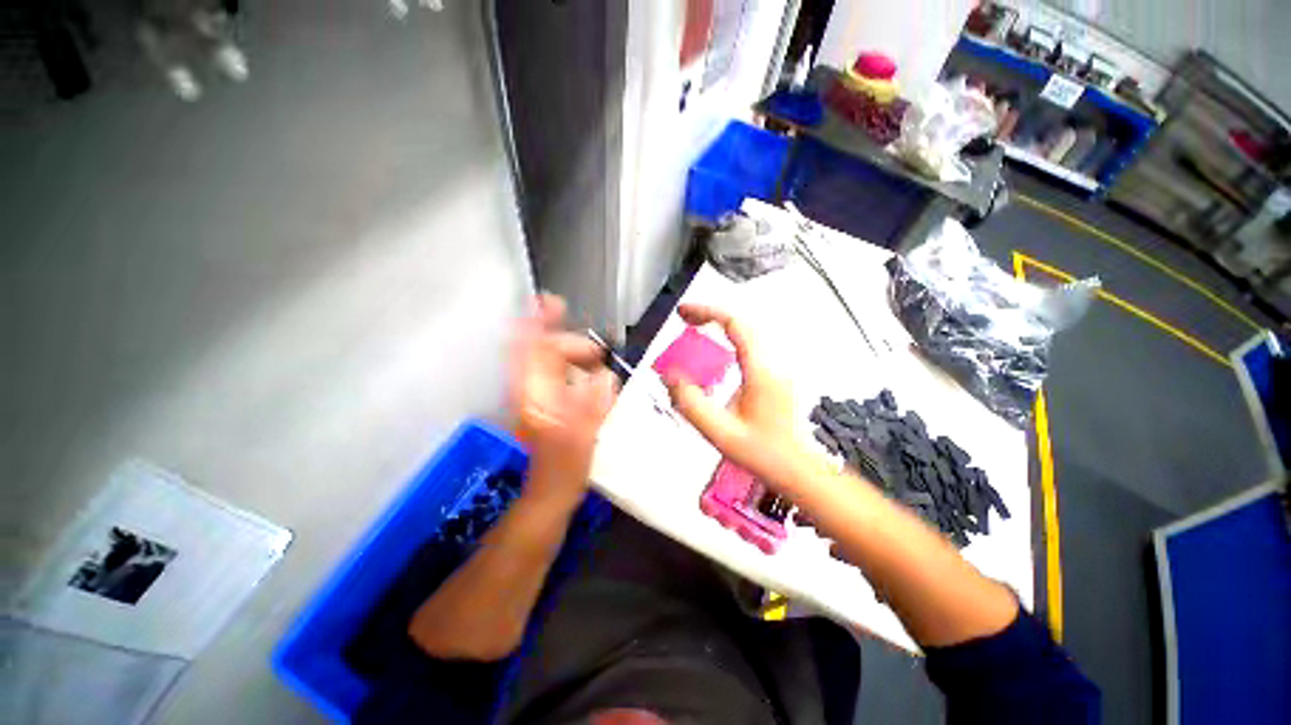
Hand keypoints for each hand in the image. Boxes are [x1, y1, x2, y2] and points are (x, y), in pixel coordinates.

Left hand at [510, 294, 617, 504]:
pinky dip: (573, 366)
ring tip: (598, 362)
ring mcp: (536, 396)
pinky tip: (591, 374)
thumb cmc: (562, 470)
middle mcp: (529, 390)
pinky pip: (557, 374)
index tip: (553, 303)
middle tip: (599, 355)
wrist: (549, 493)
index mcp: (533, 395)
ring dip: (573, 355)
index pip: (528, 349)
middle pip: (542, 351)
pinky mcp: (546, 404)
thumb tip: (605, 377)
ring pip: (550, 362)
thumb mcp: (580, 440)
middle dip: (571, 344)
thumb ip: (592, 408)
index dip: (537, 323)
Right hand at [662, 304, 804, 483]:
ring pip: (748, 333)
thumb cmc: (762, 452)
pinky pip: (751, 347)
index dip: (706, 312)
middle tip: (685, 319)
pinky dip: (730, 340)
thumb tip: (670, 376)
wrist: (797, 469)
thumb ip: (691, 404)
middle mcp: (773, 362)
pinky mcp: (777, 377)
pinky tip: (717, 353)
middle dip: (711, 316)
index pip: (734, 324)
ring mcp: (778, 368)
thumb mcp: (719, 432)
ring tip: (696, 329)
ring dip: (721, 326)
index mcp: (760, 370)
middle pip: (742, 323)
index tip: (683, 313)